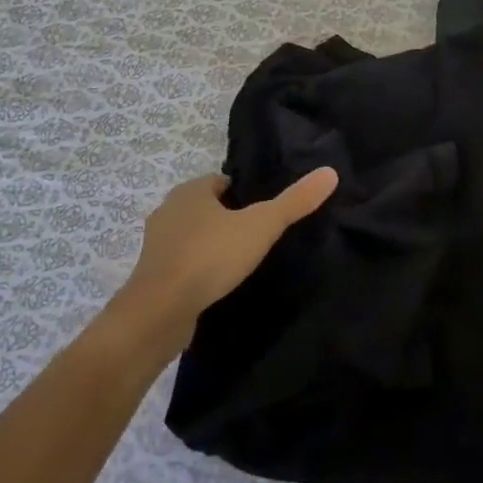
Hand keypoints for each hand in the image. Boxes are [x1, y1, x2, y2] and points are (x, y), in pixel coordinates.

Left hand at [118, 169, 338, 335]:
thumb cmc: (211, 257)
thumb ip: (294, 202)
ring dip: (211, 244)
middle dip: (228, 218)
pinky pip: (181, 263)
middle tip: (257, 237)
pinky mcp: (152, 275)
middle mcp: (168, 210)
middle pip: (206, 208)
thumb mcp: (261, 226)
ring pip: (192, 236)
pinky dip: (198, 269)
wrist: (160, 310)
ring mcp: (156, 244)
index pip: (222, 182)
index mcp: (190, 191)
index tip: (265, 212)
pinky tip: (216, 283)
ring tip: (240, 262)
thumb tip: (330, 172)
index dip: (244, 194)